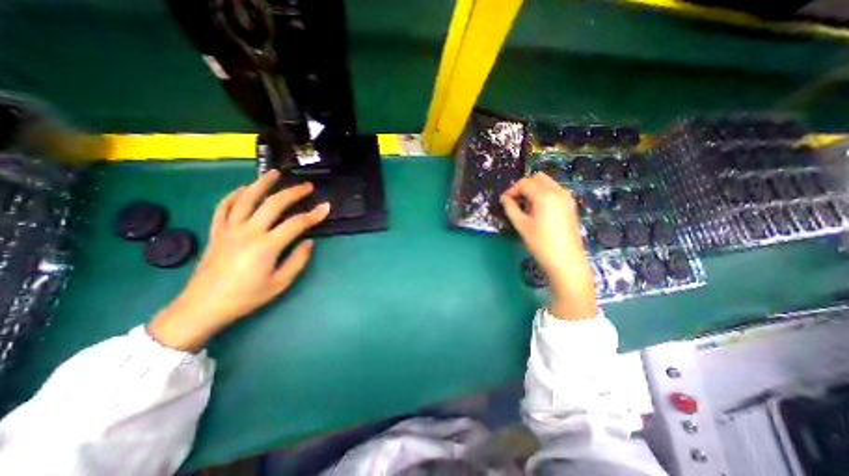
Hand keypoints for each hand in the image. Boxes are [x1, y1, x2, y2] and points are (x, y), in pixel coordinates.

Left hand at [146, 170, 329, 348]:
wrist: (203, 306)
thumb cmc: (246, 297)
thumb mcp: (280, 283)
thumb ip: (297, 260)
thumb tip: (308, 242)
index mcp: (266, 246)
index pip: (296, 224)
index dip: (314, 214)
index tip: (326, 207)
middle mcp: (248, 232)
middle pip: (273, 204)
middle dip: (293, 193)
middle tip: (307, 186)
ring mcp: (229, 229)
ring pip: (246, 198)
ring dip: (262, 184)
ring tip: (274, 173)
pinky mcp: (216, 231)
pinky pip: (223, 207)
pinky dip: (234, 195)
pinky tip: (243, 189)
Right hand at [503, 173, 594, 320]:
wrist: (566, 261)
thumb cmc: (541, 243)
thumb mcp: (521, 225)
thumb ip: (510, 208)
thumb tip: (504, 198)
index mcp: (544, 195)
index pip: (524, 183)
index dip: (511, 190)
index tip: (504, 201)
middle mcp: (558, 191)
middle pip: (537, 178)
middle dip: (523, 186)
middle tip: (515, 201)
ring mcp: (567, 197)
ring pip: (547, 183)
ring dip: (534, 189)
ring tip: (526, 207)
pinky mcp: (571, 205)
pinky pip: (555, 191)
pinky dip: (544, 194)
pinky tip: (538, 210)